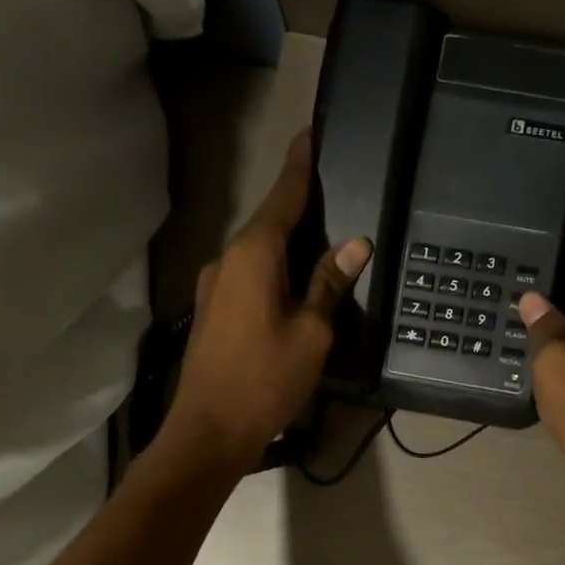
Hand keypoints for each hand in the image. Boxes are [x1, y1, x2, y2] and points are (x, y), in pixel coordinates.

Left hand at [161, 131, 370, 473]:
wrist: (209, 430)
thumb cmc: (266, 379)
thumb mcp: (312, 332)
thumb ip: (330, 283)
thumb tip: (354, 244)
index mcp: (254, 255)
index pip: (283, 197)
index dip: (300, 166)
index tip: (309, 133)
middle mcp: (228, 260)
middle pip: (268, 222)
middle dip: (296, 205)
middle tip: (329, 190)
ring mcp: (215, 287)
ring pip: (257, 252)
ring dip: (285, 242)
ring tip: (318, 240)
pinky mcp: (212, 312)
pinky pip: (248, 276)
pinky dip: (273, 269)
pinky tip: (292, 282)